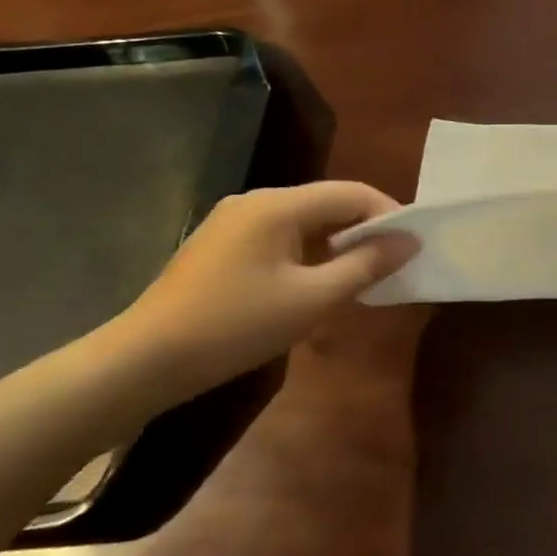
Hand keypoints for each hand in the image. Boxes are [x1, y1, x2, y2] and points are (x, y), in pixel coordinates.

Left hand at [111, 182, 416, 396]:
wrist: (142, 362)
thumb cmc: (236, 325)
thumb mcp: (314, 299)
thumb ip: (367, 265)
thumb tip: (410, 242)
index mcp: (278, 205)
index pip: (353, 193)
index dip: (390, 215)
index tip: (413, 246)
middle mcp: (256, 202)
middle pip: (329, 204)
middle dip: (366, 230)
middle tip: (393, 264)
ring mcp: (233, 223)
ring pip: (306, 222)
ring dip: (338, 245)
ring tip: (362, 277)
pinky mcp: (221, 246)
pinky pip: (282, 238)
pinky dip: (310, 254)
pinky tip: (317, 284)